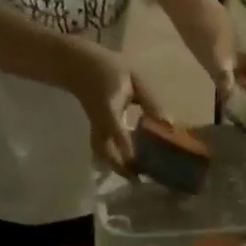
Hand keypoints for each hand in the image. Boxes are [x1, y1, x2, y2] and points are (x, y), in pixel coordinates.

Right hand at [63, 40, 162, 168]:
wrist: (77, 63)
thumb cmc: (108, 68)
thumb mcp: (134, 78)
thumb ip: (151, 101)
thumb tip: (169, 123)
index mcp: (109, 108)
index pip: (117, 131)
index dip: (127, 147)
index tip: (137, 164)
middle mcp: (100, 122)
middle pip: (105, 151)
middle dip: (119, 168)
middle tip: (138, 181)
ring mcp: (94, 126)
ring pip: (101, 153)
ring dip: (114, 167)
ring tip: (132, 177)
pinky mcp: (94, 128)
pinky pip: (100, 148)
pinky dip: (111, 159)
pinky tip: (124, 164)